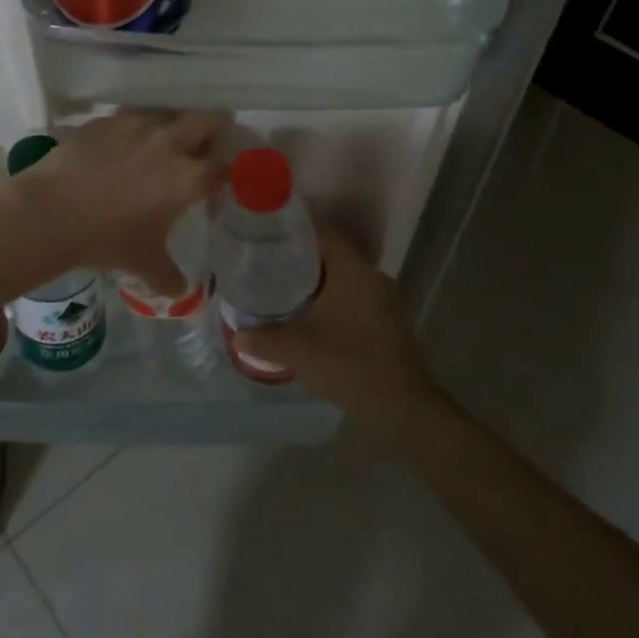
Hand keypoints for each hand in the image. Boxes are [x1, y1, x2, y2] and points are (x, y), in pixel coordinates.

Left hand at [23, 111, 225, 294]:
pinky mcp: (106, 120)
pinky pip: (130, 119)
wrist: (51, 211)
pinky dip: (133, 131)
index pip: (224, 167)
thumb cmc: (107, 238)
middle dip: (213, 130)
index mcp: (189, 177)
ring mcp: (136, 125)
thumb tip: (179, 291)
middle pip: (207, 121)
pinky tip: (118, 150)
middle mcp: (170, 142)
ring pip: (167, 114)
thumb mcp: (143, 263)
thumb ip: (168, 276)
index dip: (224, 177)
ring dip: (171, 126)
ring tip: (157, 148)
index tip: (214, 189)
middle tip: (203, 147)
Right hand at [232, 227, 440, 428]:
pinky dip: (333, 297)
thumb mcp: (297, 351)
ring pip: (345, 276)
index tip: (270, 232)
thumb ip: (263, 340)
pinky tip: (311, 313)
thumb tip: (237, 336)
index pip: (325, 233)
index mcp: (354, 271)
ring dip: (319, 279)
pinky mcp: (388, 321)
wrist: (401, 408)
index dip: (297, 229)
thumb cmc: (349, 365)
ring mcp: (385, 300)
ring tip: (285, 284)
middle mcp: (373, 277)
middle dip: (303, 255)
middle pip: (334, 253)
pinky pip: (355, 296)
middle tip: (271, 259)